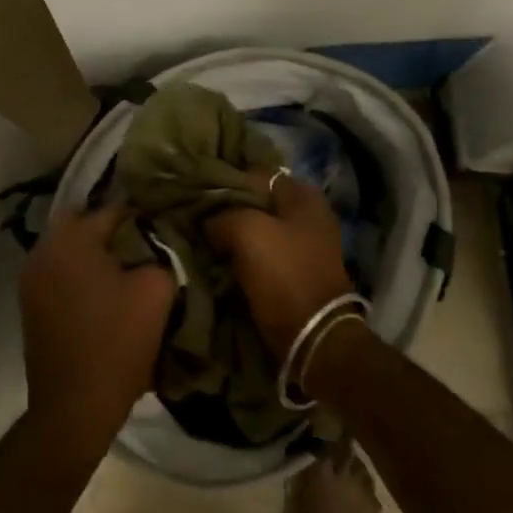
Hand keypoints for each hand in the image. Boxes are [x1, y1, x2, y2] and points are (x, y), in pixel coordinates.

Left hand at [19, 204, 175, 469]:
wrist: (74, 408)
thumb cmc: (117, 342)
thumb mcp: (156, 290)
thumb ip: (160, 253)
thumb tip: (156, 244)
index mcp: (71, 237)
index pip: (115, 210)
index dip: (144, 219)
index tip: (165, 230)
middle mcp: (44, 248)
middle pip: (87, 224)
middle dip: (115, 232)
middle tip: (144, 249)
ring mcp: (31, 277)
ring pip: (71, 248)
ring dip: (96, 254)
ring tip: (127, 272)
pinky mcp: (29, 303)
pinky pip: (61, 272)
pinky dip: (81, 274)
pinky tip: (105, 294)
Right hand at [207, 173, 354, 357]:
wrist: (314, 338)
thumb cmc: (284, 274)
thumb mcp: (246, 232)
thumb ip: (223, 215)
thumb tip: (209, 221)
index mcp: (304, 195)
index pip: (255, 174)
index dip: (226, 182)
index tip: (199, 194)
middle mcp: (309, 214)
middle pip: (258, 203)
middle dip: (230, 211)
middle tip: (199, 220)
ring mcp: (306, 245)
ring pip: (259, 230)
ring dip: (234, 236)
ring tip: (205, 241)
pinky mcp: (297, 272)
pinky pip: (263, 254)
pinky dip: (244, 257)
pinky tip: (221, 261)